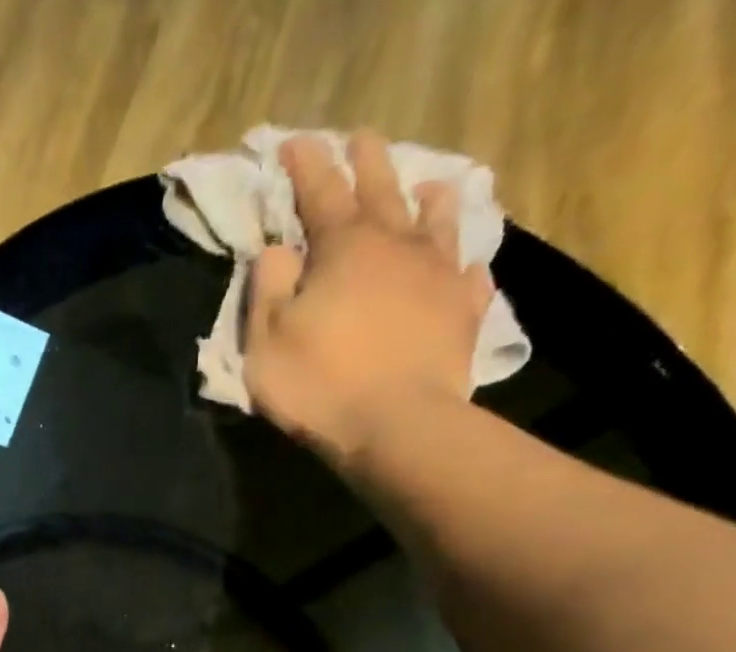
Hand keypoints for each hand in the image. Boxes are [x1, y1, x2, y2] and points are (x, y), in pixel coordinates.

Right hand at [245, 129, 494, 465]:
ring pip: (437, 220)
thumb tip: (278, 250)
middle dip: (367, 162)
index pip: (319, 191)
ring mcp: (438, 274)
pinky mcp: (464, 311)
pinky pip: (469, 278)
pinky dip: (464, 267)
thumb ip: (268, 289)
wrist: (395, 426)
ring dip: (429, 200)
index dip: (305, 165)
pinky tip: (465, 268)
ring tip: (429, 189)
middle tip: (361, 141)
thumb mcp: (266, 342)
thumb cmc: (319, 385)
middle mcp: (396, 244)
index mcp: (343, 247)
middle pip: (382, 188)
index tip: (294, 145)